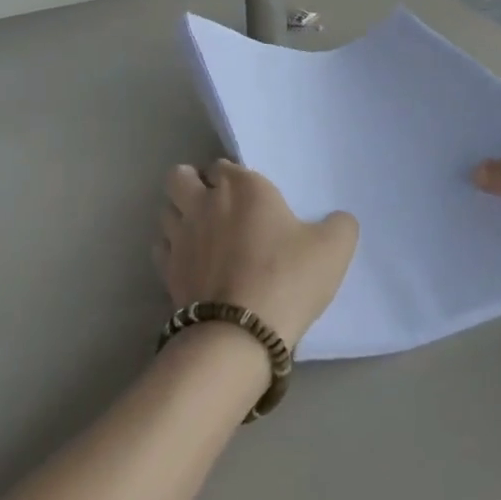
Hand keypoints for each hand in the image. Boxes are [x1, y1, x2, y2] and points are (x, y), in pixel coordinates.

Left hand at [156, 160, 357, 349]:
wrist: (240, 334)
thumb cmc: (288, 278)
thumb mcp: (334, 248)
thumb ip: (339, 225)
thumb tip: (336, 220)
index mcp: (244, 186)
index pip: (224, 165)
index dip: (233, 178)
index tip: (249, 198)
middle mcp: (205, 201)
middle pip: (179, 177)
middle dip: (191, 183)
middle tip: (213, 204)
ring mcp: (181, 236)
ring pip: (165, 209)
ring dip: (179, 215)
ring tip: (199, 233)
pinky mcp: (167, 270)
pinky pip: (160, 247)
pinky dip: (171, 249)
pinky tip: (190, 263)